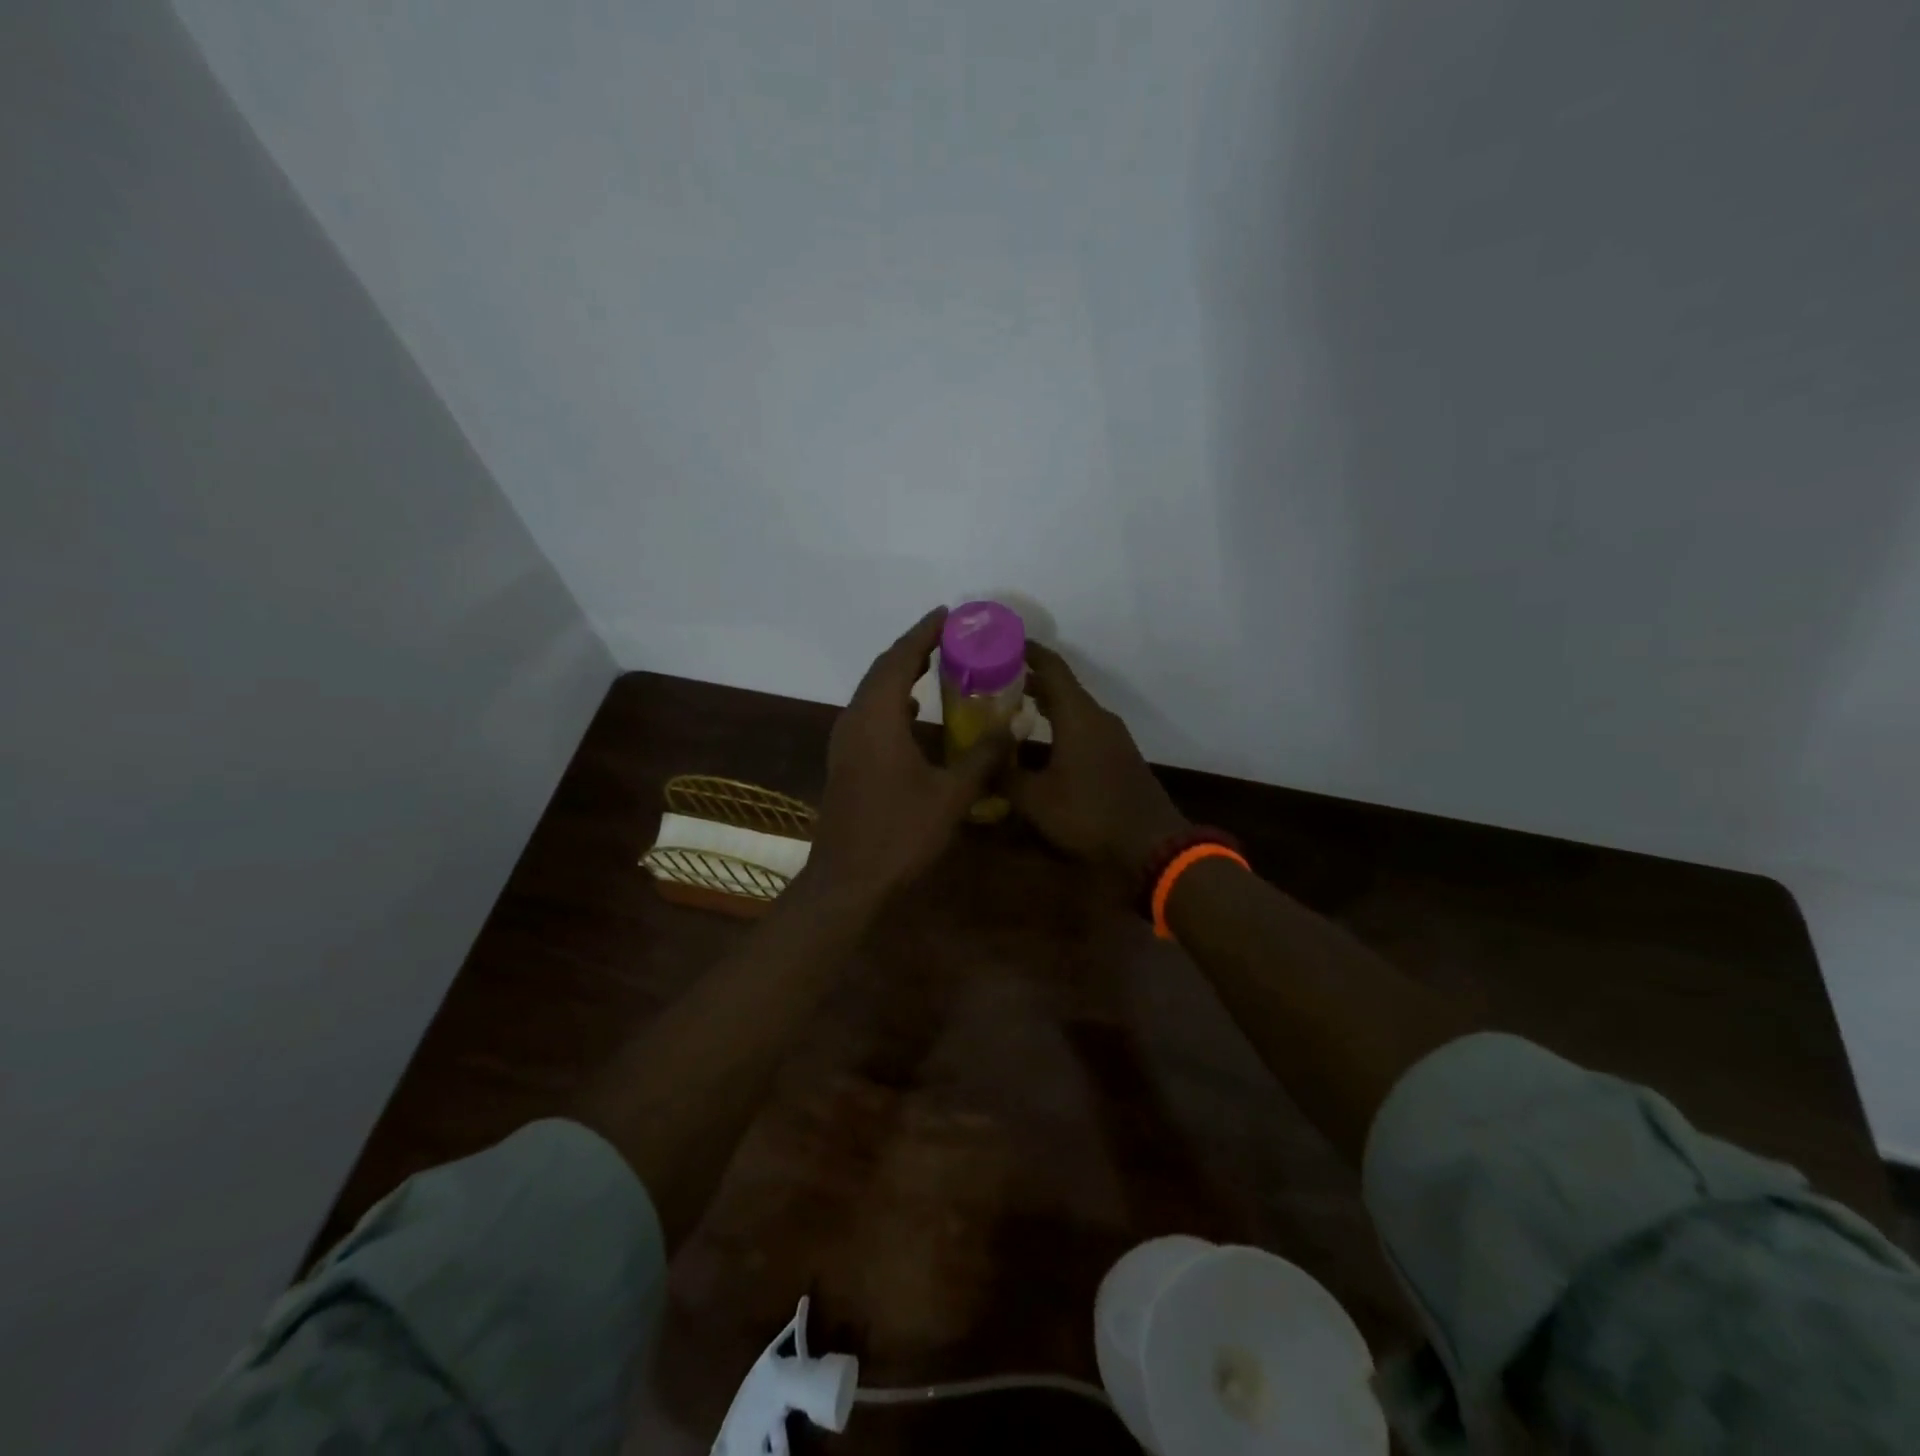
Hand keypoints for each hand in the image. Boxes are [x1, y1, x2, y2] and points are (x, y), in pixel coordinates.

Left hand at [806, 608, 1010, 906]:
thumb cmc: (899, 834)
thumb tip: (1015, 723)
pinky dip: (893, 701)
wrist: (847, 881)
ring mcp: (845, 742)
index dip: (923, 633)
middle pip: (882, 670)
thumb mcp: (951, 795)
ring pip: (873, 692)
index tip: (948, 614)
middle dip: (913, 647)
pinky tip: (913, 711)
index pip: (899, 659)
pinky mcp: (846, 761)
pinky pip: (870, 714)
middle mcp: (854, 720)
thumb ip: (983, 755)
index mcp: (877, 718)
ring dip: (900, 673)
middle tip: (948, 634)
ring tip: (934, 662)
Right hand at [1007, 644, 1188, 876]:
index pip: (1051, 667)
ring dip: (1045, 703)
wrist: (1151, 845)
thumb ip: (1004, 776)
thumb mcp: (1036, 799)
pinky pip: (1084, 726)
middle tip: (993, 679)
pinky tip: (1042, 740)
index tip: (1001, 642)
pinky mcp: (1118, 755)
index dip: (1027, 651)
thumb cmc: (1090, 814)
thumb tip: (976, 766)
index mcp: (1078, 715)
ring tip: (1011, 706)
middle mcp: (1097, 717)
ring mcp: (1112, 736)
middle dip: (1029, 679)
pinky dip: (1060, 723)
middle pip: (1061, 686)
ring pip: (1073, 708)